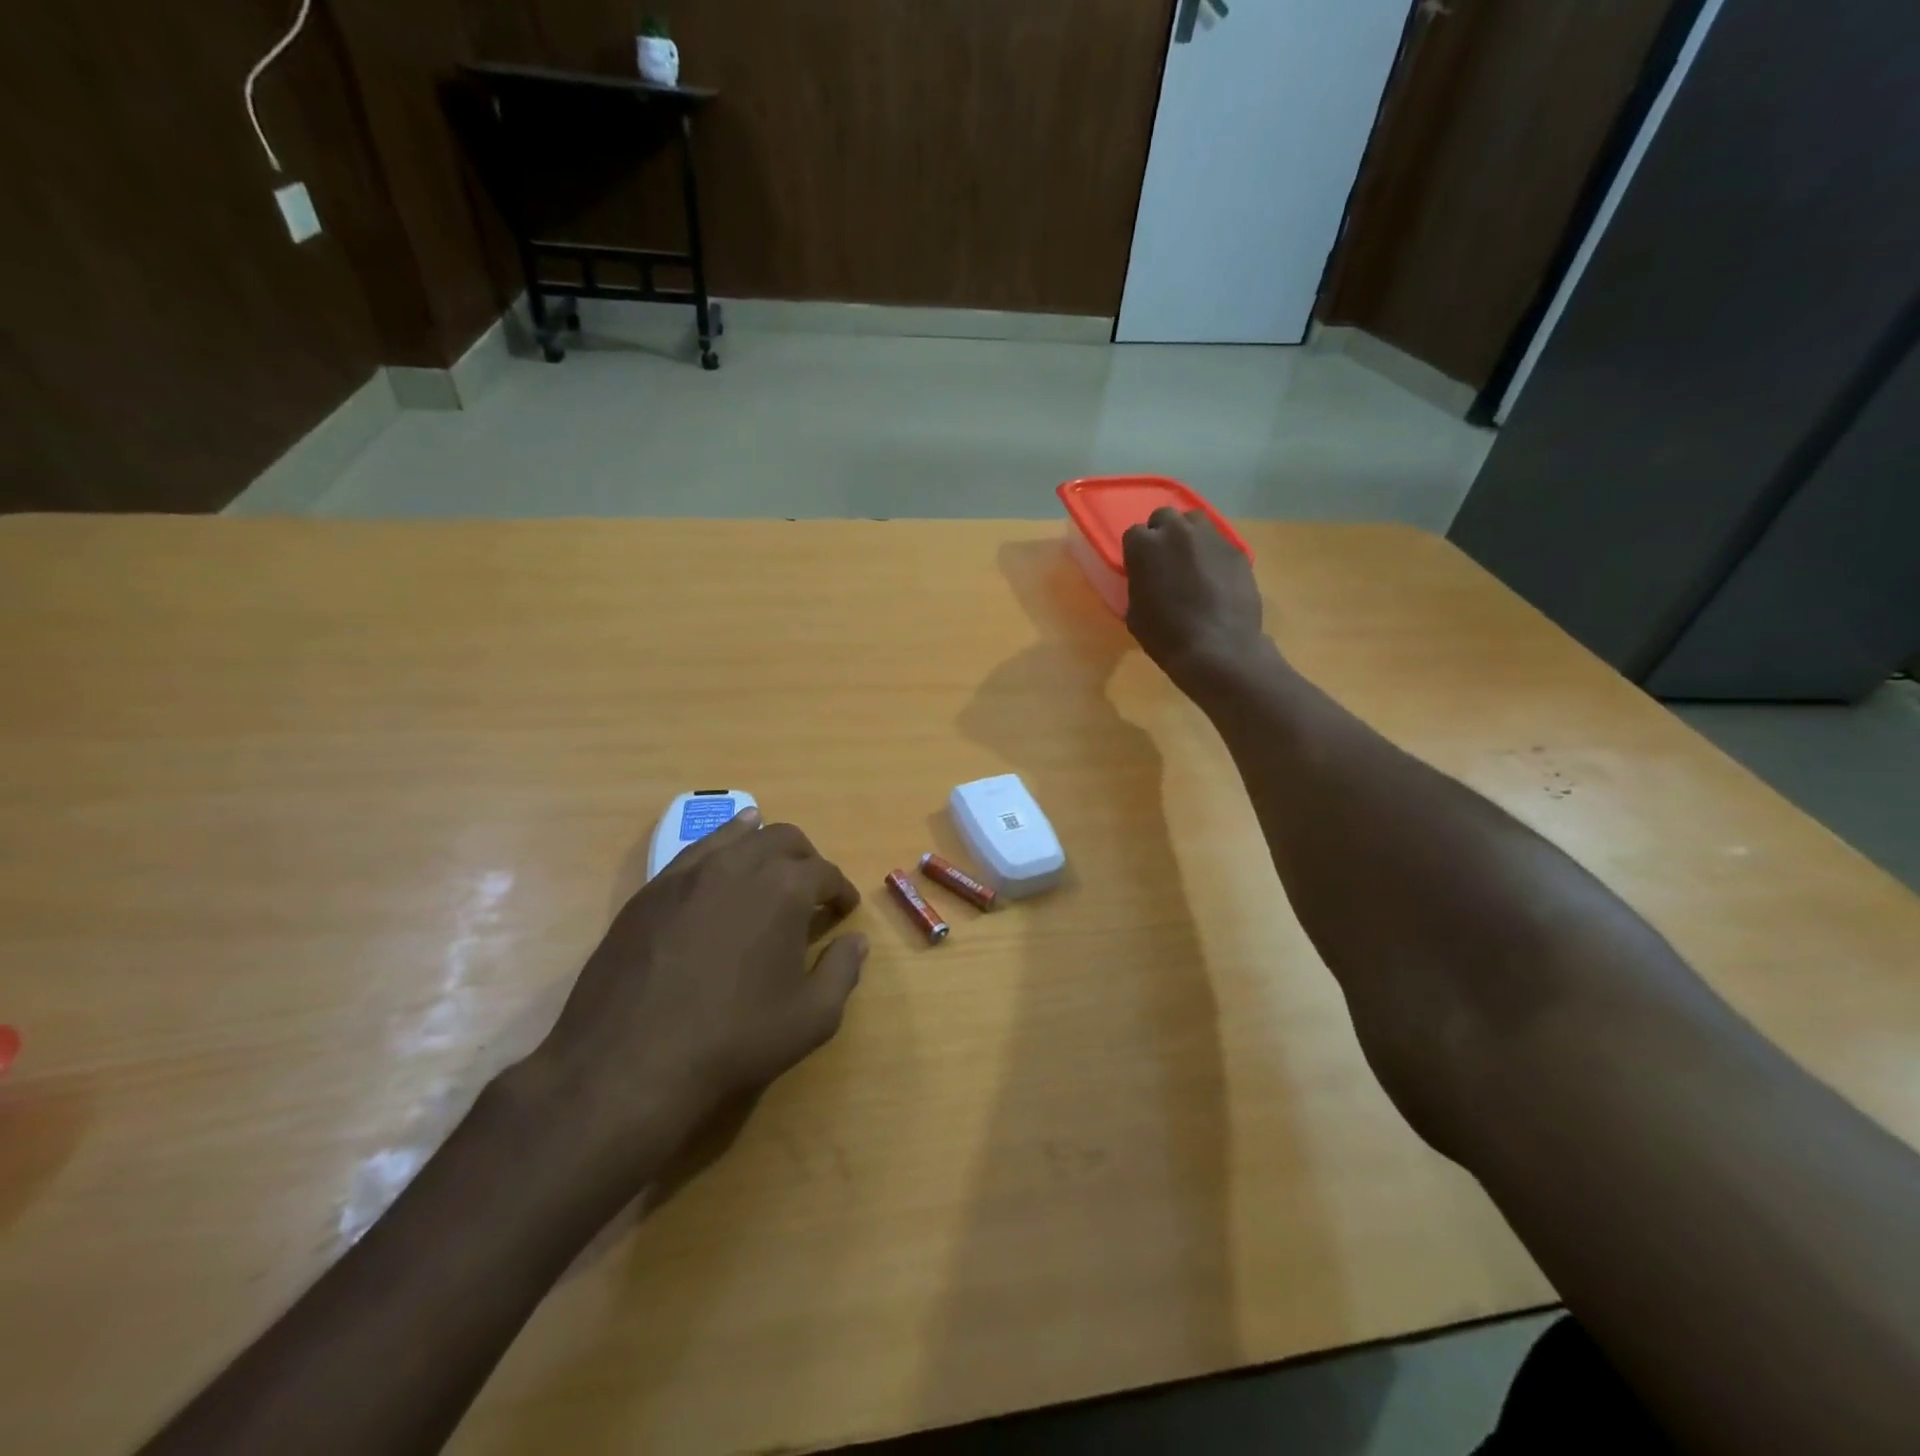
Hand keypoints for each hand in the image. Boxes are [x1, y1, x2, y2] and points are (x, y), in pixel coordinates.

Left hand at [517, 809, 865, 1201]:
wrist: (629, 1063)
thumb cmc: (734, 1039)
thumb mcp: (811, 1018)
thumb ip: (842, 971)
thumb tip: (857, 942)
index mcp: (785, 888)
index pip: (824, 872)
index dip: (840, 890)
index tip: (845, 909)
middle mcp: (739, 864)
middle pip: (783, 839)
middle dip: (806, 858)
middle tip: (811, 888)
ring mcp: (689, 873)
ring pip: (735, 834)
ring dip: (761, 842)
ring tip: (769, 861)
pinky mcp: (651, 891)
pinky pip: (694, 854)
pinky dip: (718, 851)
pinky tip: (718, 872)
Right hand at [1122, 507, 1266, 689]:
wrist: (1217, 649)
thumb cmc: (1165, 636)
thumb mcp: (1135, 613)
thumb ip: (1139, 584)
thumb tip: (1148, 578)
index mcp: (1144, 546)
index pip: (1134, 534)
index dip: (1137, 552)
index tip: (1141, 568)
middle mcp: (1177, 531)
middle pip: (1165, 517)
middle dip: (1163, 534)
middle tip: (1166, 560)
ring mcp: (1211, 537)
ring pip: (1195, 522)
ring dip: (1189, 536)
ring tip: (1192, 562)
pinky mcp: (1236, 550)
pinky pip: (1220, 544)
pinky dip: (1213, 556)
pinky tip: (1216, 580)